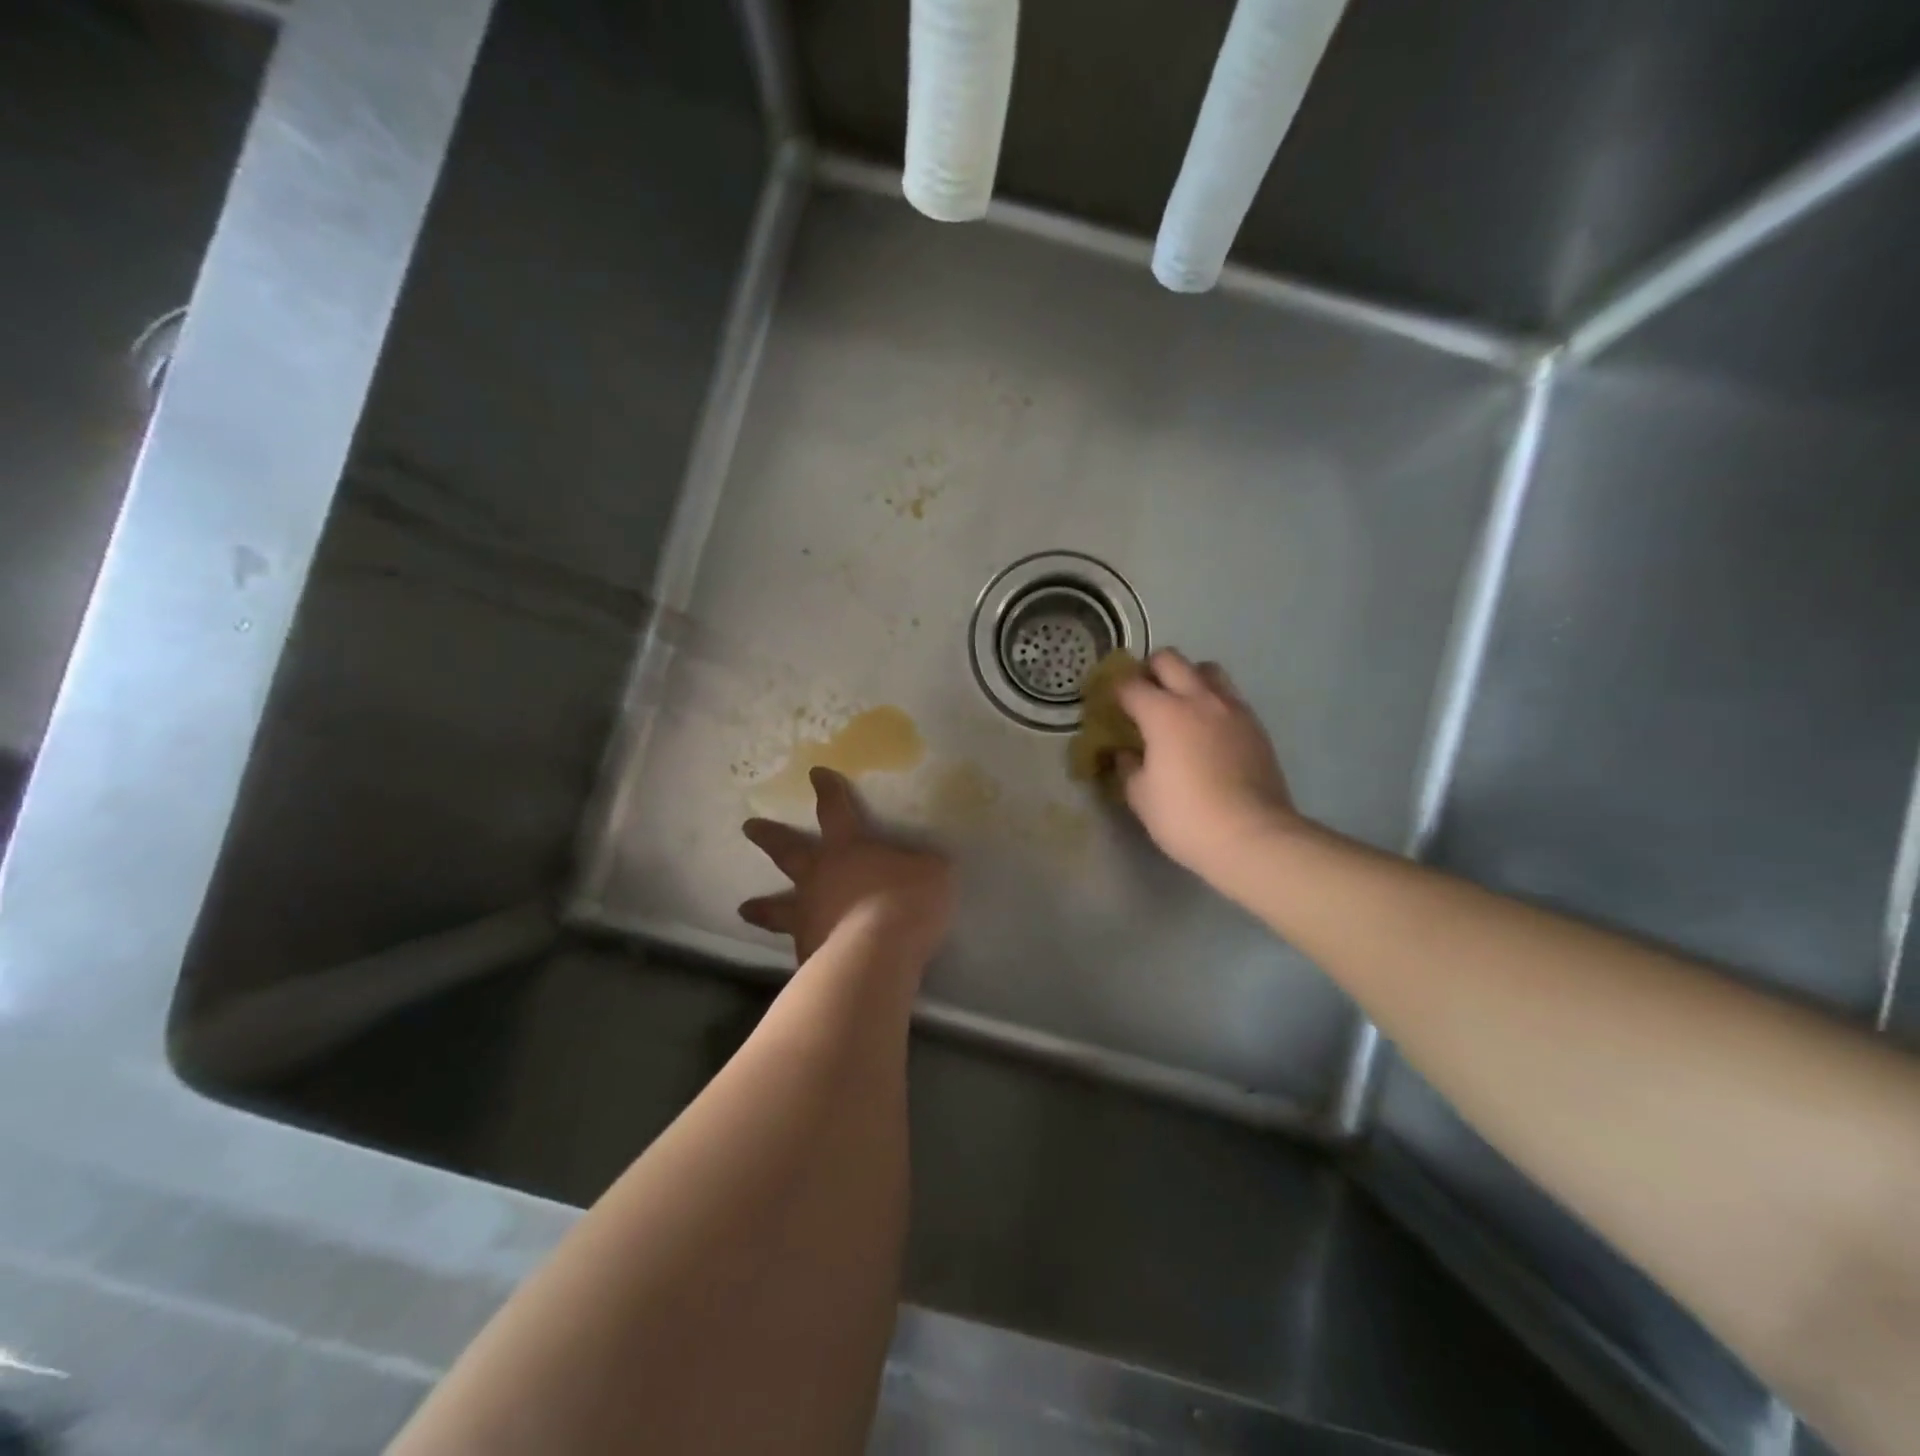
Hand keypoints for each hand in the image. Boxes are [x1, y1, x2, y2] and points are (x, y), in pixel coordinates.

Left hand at [739, 768, 953, 964]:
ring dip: (762, 908)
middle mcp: (819, 877)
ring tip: (744, 908)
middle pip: (788, 851)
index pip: (835, 809)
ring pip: (777, 908)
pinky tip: (801, 958)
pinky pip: (801, 948)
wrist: (878, 953)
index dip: (827, 790)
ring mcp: (808, 916)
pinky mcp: (808, 954)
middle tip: (748, 827)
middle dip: (769, 836)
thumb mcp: (932, 872)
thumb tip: (924, 866)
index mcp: (848, 848)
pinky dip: (800, 950)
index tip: (815, 774)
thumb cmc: (906, 900)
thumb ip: (923, 866)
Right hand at [1116, 650, 1303, 879]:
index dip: (1114, 691)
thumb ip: (1128, 766)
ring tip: (1180, 704)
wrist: (1252, 836)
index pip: (1130, 685)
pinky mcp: (1256, 726)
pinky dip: (1213, 702)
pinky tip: (1208, 730)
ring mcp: (1232, 709)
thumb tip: (1126, 753)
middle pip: (1170, 659)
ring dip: (1188, 677)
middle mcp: (1199, 699)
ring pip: (1207, 669)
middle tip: (1143, 695)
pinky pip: (1230, 697)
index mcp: (1163, 713)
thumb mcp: (1141, 796)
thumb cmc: (1185, 817)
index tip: (1109, 704)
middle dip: (1150, 670)